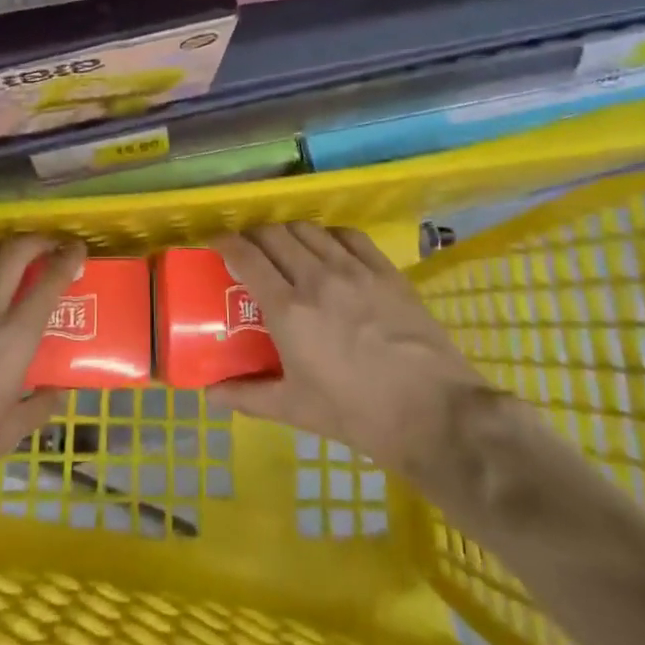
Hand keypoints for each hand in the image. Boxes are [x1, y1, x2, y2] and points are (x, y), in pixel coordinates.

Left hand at [0, 235, 84, 509]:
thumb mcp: (10, 433)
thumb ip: (38, 406)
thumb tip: (56, 391)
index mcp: (15, 339)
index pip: (49, 283)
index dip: (68, 259)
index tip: (78, 250)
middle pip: (12, 253)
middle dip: (36, 240)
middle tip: (47, 245)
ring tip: (8, 253)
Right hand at [211, 223, 488, 482]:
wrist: (435, 414)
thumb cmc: (357, 415)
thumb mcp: (295, 409)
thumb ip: (247, 395)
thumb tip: (209, 393)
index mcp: (288, 310)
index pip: (246, 255)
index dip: (226, 243)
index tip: (216, 245)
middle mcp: (316, 277)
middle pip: (274, 234)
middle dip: (254, 235)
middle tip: (248, 250)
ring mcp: (355, 270)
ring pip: (308, 229)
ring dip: (288, 233)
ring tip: (285, 249)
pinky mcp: (386, 271)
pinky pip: (348, 235)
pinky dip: (328, 235)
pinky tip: (328, 249)